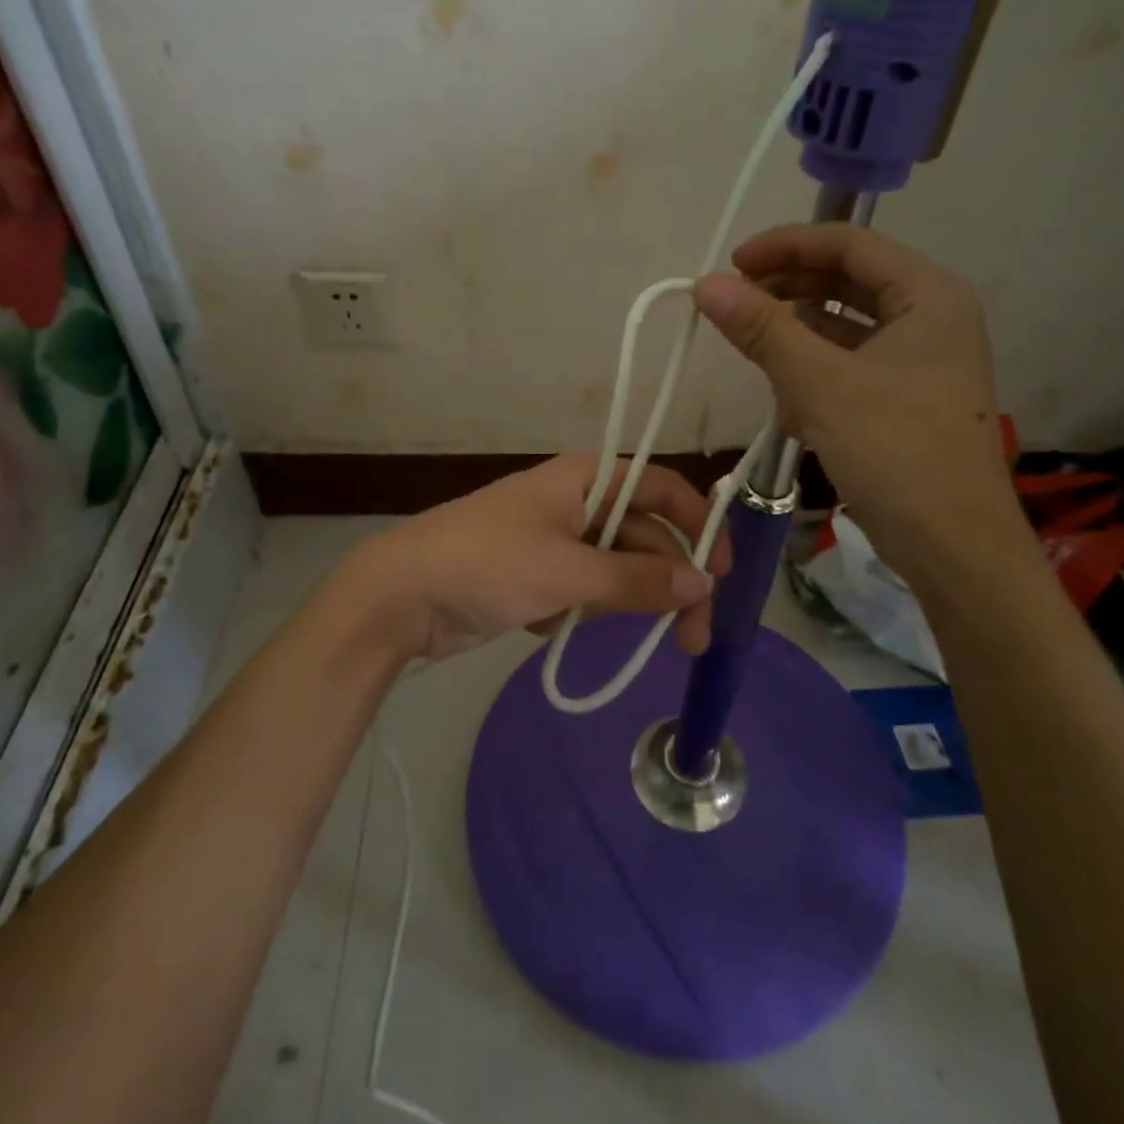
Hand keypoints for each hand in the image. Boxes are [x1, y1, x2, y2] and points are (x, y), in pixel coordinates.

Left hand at [349, 455, 730, 662]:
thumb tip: (703, 584)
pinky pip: (585, 589)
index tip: (722, 571)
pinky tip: (554, 626)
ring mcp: (556, 540)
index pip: (661, 490)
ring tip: (651, 644)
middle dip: (671, 582)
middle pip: (644, 536)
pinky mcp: (537, 576)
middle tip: (693, 636)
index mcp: (586, 479)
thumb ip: (638, 578)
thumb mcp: (569, 571)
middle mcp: (576, 502)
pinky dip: (585, 610)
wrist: (400, 596)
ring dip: (632, 602)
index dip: (698, 523)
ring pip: (617, 568)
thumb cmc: (488, 564)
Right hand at [693, 224, 1024, 574]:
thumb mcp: (820, 384)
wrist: (952, 546)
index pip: (850, 243)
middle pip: (847, 281)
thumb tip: (705, 284)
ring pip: (846, 326)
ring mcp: (920, 361)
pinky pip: (850, 365)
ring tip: (753, 350)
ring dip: (798, 334)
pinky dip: (815, 372)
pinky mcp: (905, 399)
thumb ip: (762, 329)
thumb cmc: (895, 451)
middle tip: (733, 304)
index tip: (731, 264)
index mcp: (928, 295)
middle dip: (788, 289)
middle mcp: (930, 318)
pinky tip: (786, 398)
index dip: (786, 245)